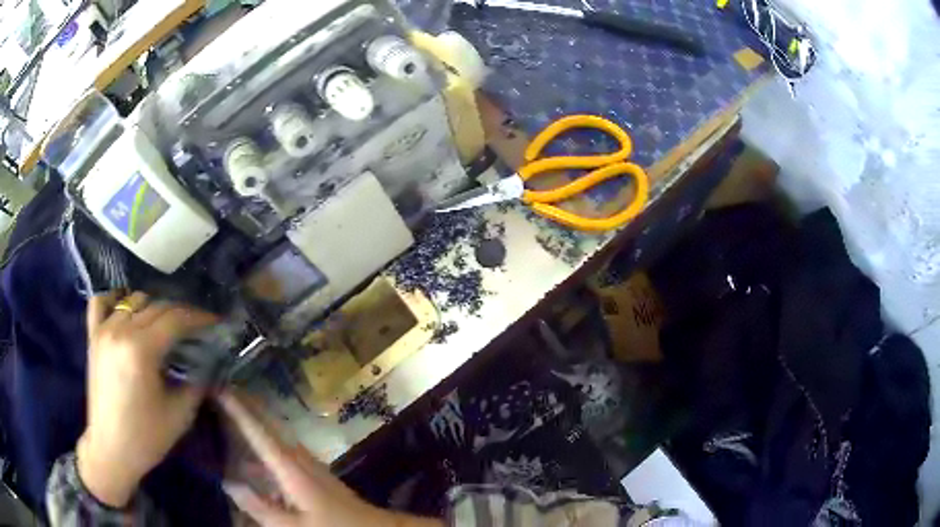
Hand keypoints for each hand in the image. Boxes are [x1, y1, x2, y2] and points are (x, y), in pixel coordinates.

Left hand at [77, 292, 219, 507]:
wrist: (111, 449)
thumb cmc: (146, 437)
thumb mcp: (180, 414)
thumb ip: (197, 383)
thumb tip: (209, 362)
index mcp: (142, 350)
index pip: (175, 319)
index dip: (199, 318)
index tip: (215, 322)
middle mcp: (121, 331)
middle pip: (156, 306)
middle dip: (180, 313)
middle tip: (195, 327)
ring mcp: (103, 330)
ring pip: (133, 300)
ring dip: (153, 308)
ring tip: (164, 326)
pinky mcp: (92, 337)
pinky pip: (100, 302)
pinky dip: (114, 299)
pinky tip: (125, 309)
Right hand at [218, 392, 441, 526]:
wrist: (371, 526)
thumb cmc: (331, 526)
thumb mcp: (292, 525)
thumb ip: (258, 506)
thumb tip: (229, 483)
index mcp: (290, 467)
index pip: (258, 431)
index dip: (237, 409)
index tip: (219, 387)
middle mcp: (298, 457)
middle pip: (267, 424)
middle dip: (245, 404)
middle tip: (221, 387)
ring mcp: (307, 462)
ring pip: (274, 435)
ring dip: (254, 421)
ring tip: (229, 412)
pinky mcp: (311, 472)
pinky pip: (280, 450)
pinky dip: (263, 445)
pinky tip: (249, 459)